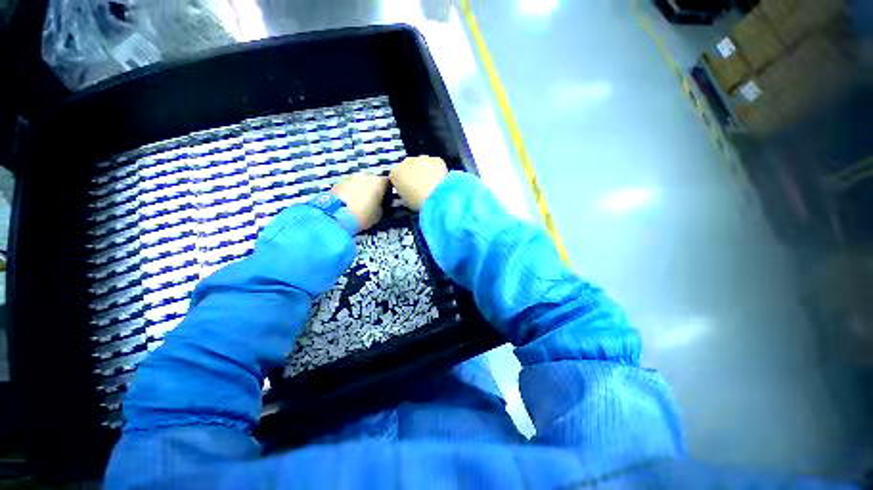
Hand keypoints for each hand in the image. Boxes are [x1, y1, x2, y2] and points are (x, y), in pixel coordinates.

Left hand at [331, 173, 388, 230]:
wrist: (337, 215)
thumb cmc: (364, 214)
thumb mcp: (380, 213)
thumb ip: (382, 205)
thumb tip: (380, 203)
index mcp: (379, 182)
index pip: (388, 183)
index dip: (388, 192)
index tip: (386, 201)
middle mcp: (366, 175)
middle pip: (373, 181)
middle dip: (373, 189)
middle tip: (372, 203)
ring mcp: (350, 177)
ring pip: (360, 182)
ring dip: (361, 190)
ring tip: (359, 204)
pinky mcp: (338, 182)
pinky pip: (349, 186)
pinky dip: (350, 192)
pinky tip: (349, 203)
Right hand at [389, 156, 448, 210]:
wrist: (436, 194)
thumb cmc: (417, 201)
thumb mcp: (406, 201)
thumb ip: (405, 193)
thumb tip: (409, 192)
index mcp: (395, 174)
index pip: (395, 176)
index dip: (402, 183)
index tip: (408, 191)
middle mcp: (406, 162)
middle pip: (408, 167)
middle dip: (413, 175)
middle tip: (421, 188)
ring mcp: (421, 158)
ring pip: (422, 163)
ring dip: (425, 171)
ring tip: (432, 185)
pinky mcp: (436, 159)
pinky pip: (435, 164)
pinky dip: (437, 170)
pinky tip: (441, 181)